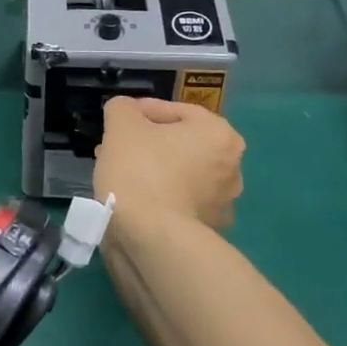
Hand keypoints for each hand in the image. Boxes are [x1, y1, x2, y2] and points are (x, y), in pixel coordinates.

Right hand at [94, 96, 244, 230]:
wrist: (152, 238)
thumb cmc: (141, 169)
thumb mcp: (121, 123)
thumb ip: (122, 107)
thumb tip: (125, 112)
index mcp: (220, 134)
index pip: (176, 110)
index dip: (142, 111)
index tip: (118, 120)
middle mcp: (231, 167)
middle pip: (179, 143)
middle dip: (146, 142)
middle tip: (116, 145)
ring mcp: (222, 203)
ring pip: (178, 173)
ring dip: (150, 168)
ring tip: (118, 171)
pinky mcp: (208, 231)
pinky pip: (177, 200)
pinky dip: (157, 195)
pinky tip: (131, 197)